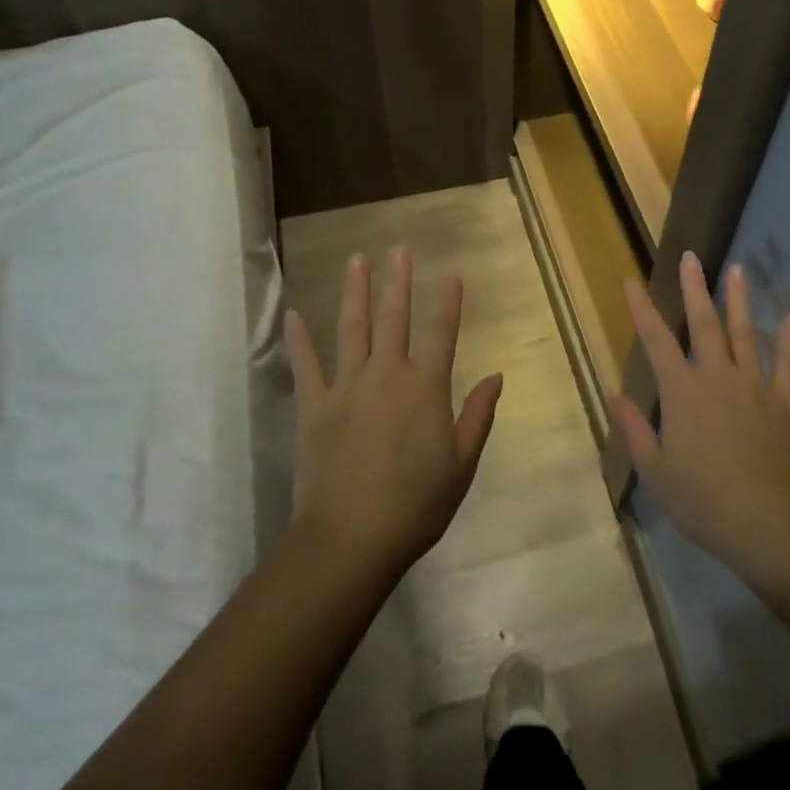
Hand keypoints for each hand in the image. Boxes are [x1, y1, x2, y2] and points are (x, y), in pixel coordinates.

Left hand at [286, 248, 503, 580]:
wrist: (350, 540)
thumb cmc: (416, 506)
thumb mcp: (461, 465)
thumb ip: (477, 416)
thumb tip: (495, 377)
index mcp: (425, 388)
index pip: (441, 332)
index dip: (447, 301)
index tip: (450, 274)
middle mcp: (387, 375)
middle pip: (394, 319)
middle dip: (398, 282)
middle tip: (398, 250)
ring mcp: (346, 387)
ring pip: (352, 329)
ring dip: (355, 293)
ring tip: (356, 260)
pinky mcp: (314, 407)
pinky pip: (307, 366)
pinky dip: (300, 340)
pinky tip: (294, 314)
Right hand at [611, 255, 789, 590]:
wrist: (768, 523)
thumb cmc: (703, 500)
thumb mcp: (655, 471)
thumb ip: (634, 429)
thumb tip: (614, 394)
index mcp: (682, 392)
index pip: (656, 341)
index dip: (642, 309)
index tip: (631, 281)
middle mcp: (717, 377)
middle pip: (704, 324)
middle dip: (694, 289)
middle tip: (690, 257)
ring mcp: (755, 386)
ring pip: (745, 334)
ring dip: (739, 301)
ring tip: (737, 270)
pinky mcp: (785, 402)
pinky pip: (787, 365)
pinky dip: (788, 341)